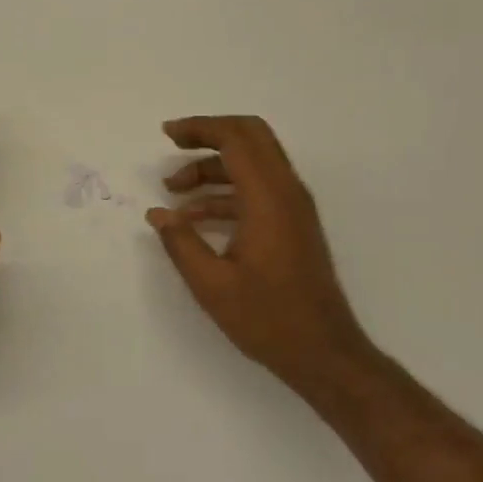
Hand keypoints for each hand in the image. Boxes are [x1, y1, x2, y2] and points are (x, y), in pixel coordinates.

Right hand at [146, 115, 376, 398]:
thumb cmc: (268, 319)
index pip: (236, 138)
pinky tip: (196, 217)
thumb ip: (181, 242)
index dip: (200, 128)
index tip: (167, 134)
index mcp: (268, 199)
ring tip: (174, 189)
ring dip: (214, 166)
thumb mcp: (212, 285)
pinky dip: (227, 189)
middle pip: (251, 136)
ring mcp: (294, 207)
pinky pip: (258, 187)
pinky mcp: (293, 223)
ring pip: (253, 162)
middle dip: (209, 134)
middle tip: (173, 144)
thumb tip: (158, 213)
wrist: (324, 353)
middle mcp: (287, 191)